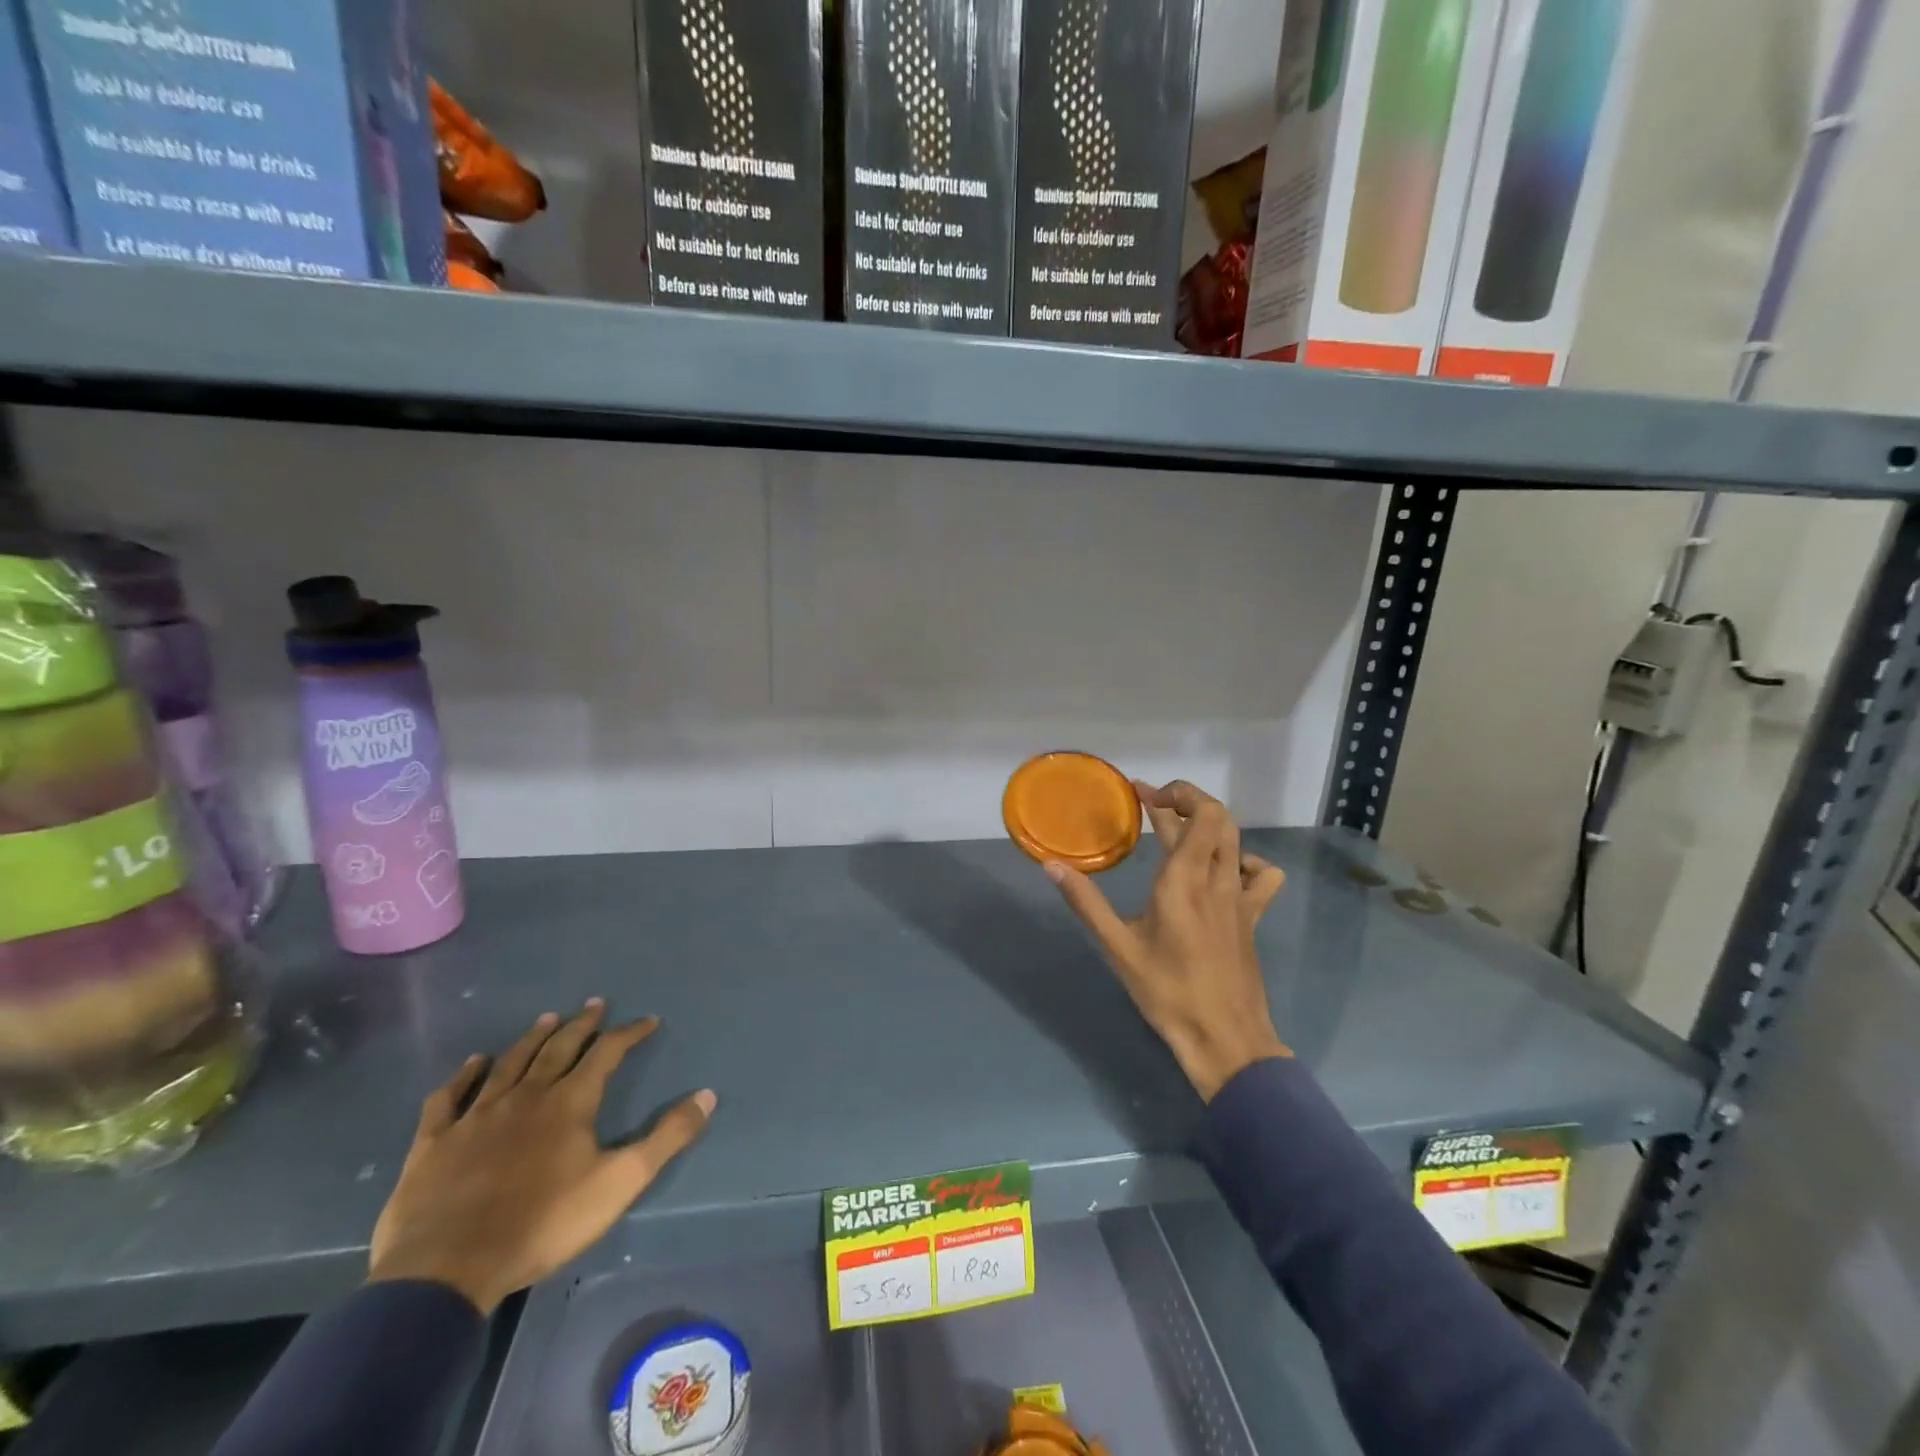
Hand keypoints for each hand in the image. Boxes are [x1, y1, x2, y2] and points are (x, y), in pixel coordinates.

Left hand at [368, 1001, 714, 1313]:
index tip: (649, 1021)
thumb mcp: (620, 1183)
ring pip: (510, 1063)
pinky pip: (450, 1097)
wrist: (447, 1269)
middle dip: (582, 1025)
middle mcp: (526, 1096)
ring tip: (547, 1019)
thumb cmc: (543, 1224)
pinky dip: (464, 1076)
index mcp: (570, 1102)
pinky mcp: (435, 1142)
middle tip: (595, 1004)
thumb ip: (667, 1138)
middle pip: (558, 1048)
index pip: (607, 1053)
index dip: (630, 1034)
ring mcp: (477, 1116)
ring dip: (532, 1038)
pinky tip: (473, 1063)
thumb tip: (708, 1095)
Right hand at [1047, 780, 1290, 1100]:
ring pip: (1238, 841)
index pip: (1196, 815)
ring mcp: (1240, 899)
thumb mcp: (1118, 947)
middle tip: (1154, 805)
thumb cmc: (1167, 992)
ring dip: (1211, 825)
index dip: (1173, 794)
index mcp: (1183, 881)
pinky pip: (1261, 874)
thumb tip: (1051, 865)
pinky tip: (1222, 873)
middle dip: (1188, 800)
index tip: (1142, 793)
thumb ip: (1086, 902)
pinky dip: (1244, 861)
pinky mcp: (1252, 917)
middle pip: (1218, 818)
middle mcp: (1217, 880)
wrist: (1225, 1039)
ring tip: (1182, 832)